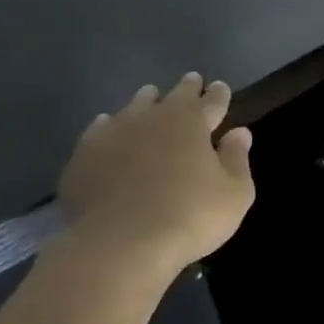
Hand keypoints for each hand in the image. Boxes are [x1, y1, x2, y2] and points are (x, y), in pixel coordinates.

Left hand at [57, 73, 255, 277]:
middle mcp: (151, 119)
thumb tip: (239, 132)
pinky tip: (108, 126)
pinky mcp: (84, 156)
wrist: (121, 243)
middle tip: (192, 80)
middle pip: (172, 98)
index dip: (219, 95)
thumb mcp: (235, 193)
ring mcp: (112, 135)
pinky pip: (99, 131)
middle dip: (186, 89)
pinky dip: (109, 125)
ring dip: (145, 101)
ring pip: (133, 108)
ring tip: (150, 96)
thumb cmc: (191, 216)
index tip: (221, 86)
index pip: (211, 102)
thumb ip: (237, 159)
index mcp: (191, 124)